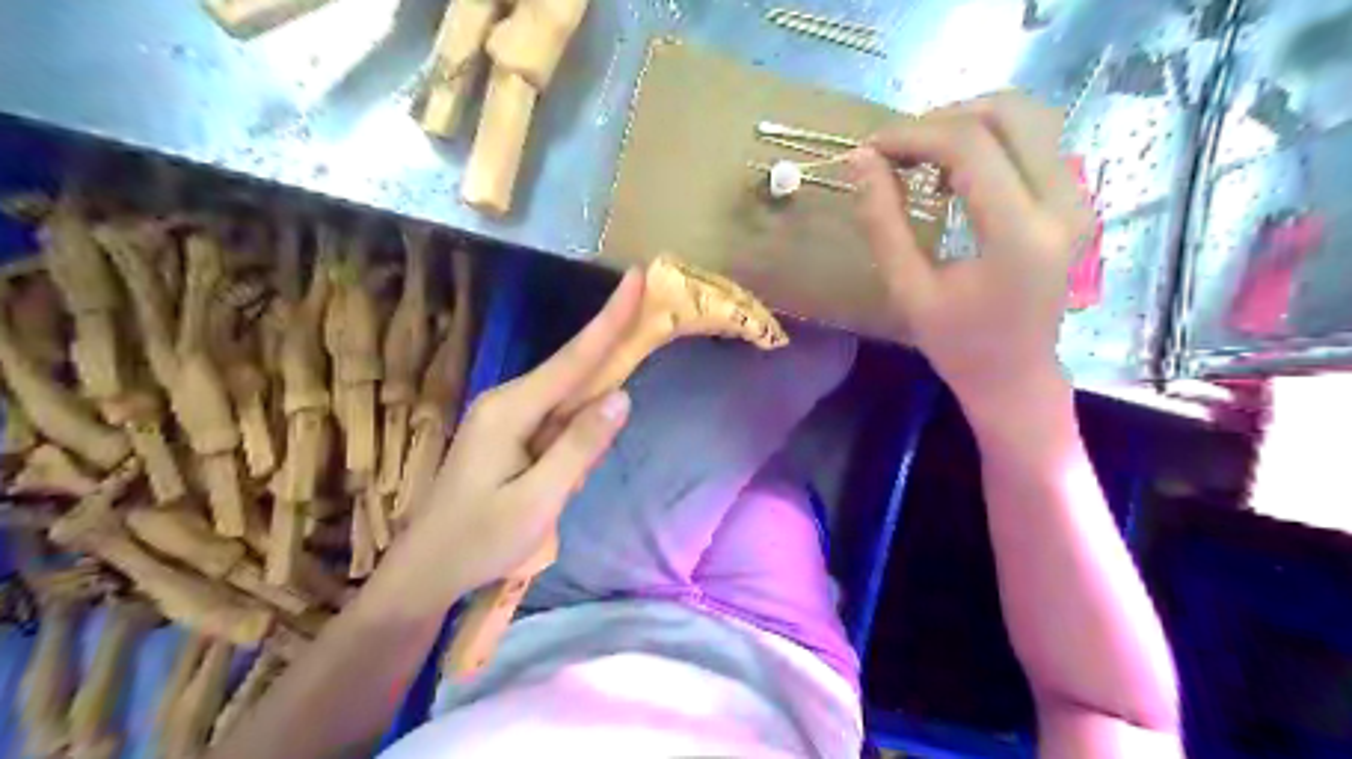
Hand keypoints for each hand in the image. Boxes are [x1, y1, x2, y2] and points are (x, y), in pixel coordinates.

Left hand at [378, 271, 643, 609]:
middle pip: (573, 370)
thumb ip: (580, 446)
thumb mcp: (538, 500)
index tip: (636, 278)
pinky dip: (577, 429)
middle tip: (646, 320)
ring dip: (594, 404)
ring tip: (590, 434)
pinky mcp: (508, 435)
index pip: (573, 358)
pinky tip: (571, 459)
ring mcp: (505, 417)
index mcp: (511, 410)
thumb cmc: (480, 540)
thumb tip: (621, 397)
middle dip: (611, 348)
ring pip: (566, 398)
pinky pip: (555, 420)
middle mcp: (507, 401)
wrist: (425, 571)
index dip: (609, 319)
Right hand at [848, 92, 1092, 417]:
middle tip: (897, 151)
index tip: (871, 147)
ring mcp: (1078, 198)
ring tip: (923, 159)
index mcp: (1019, 235)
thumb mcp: (908, 289)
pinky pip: (1035, 141)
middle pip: (1008, 113)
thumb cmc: (957, 344)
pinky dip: (989, 141)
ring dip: (967, 124)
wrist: (1016, 376)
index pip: (970, 147)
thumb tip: (860, 160)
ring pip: (1028, 117)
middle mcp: (1062, 204)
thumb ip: (883, 222)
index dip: (914, 134)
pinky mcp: (1075, 200)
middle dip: (942, 119)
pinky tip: (955, 174)